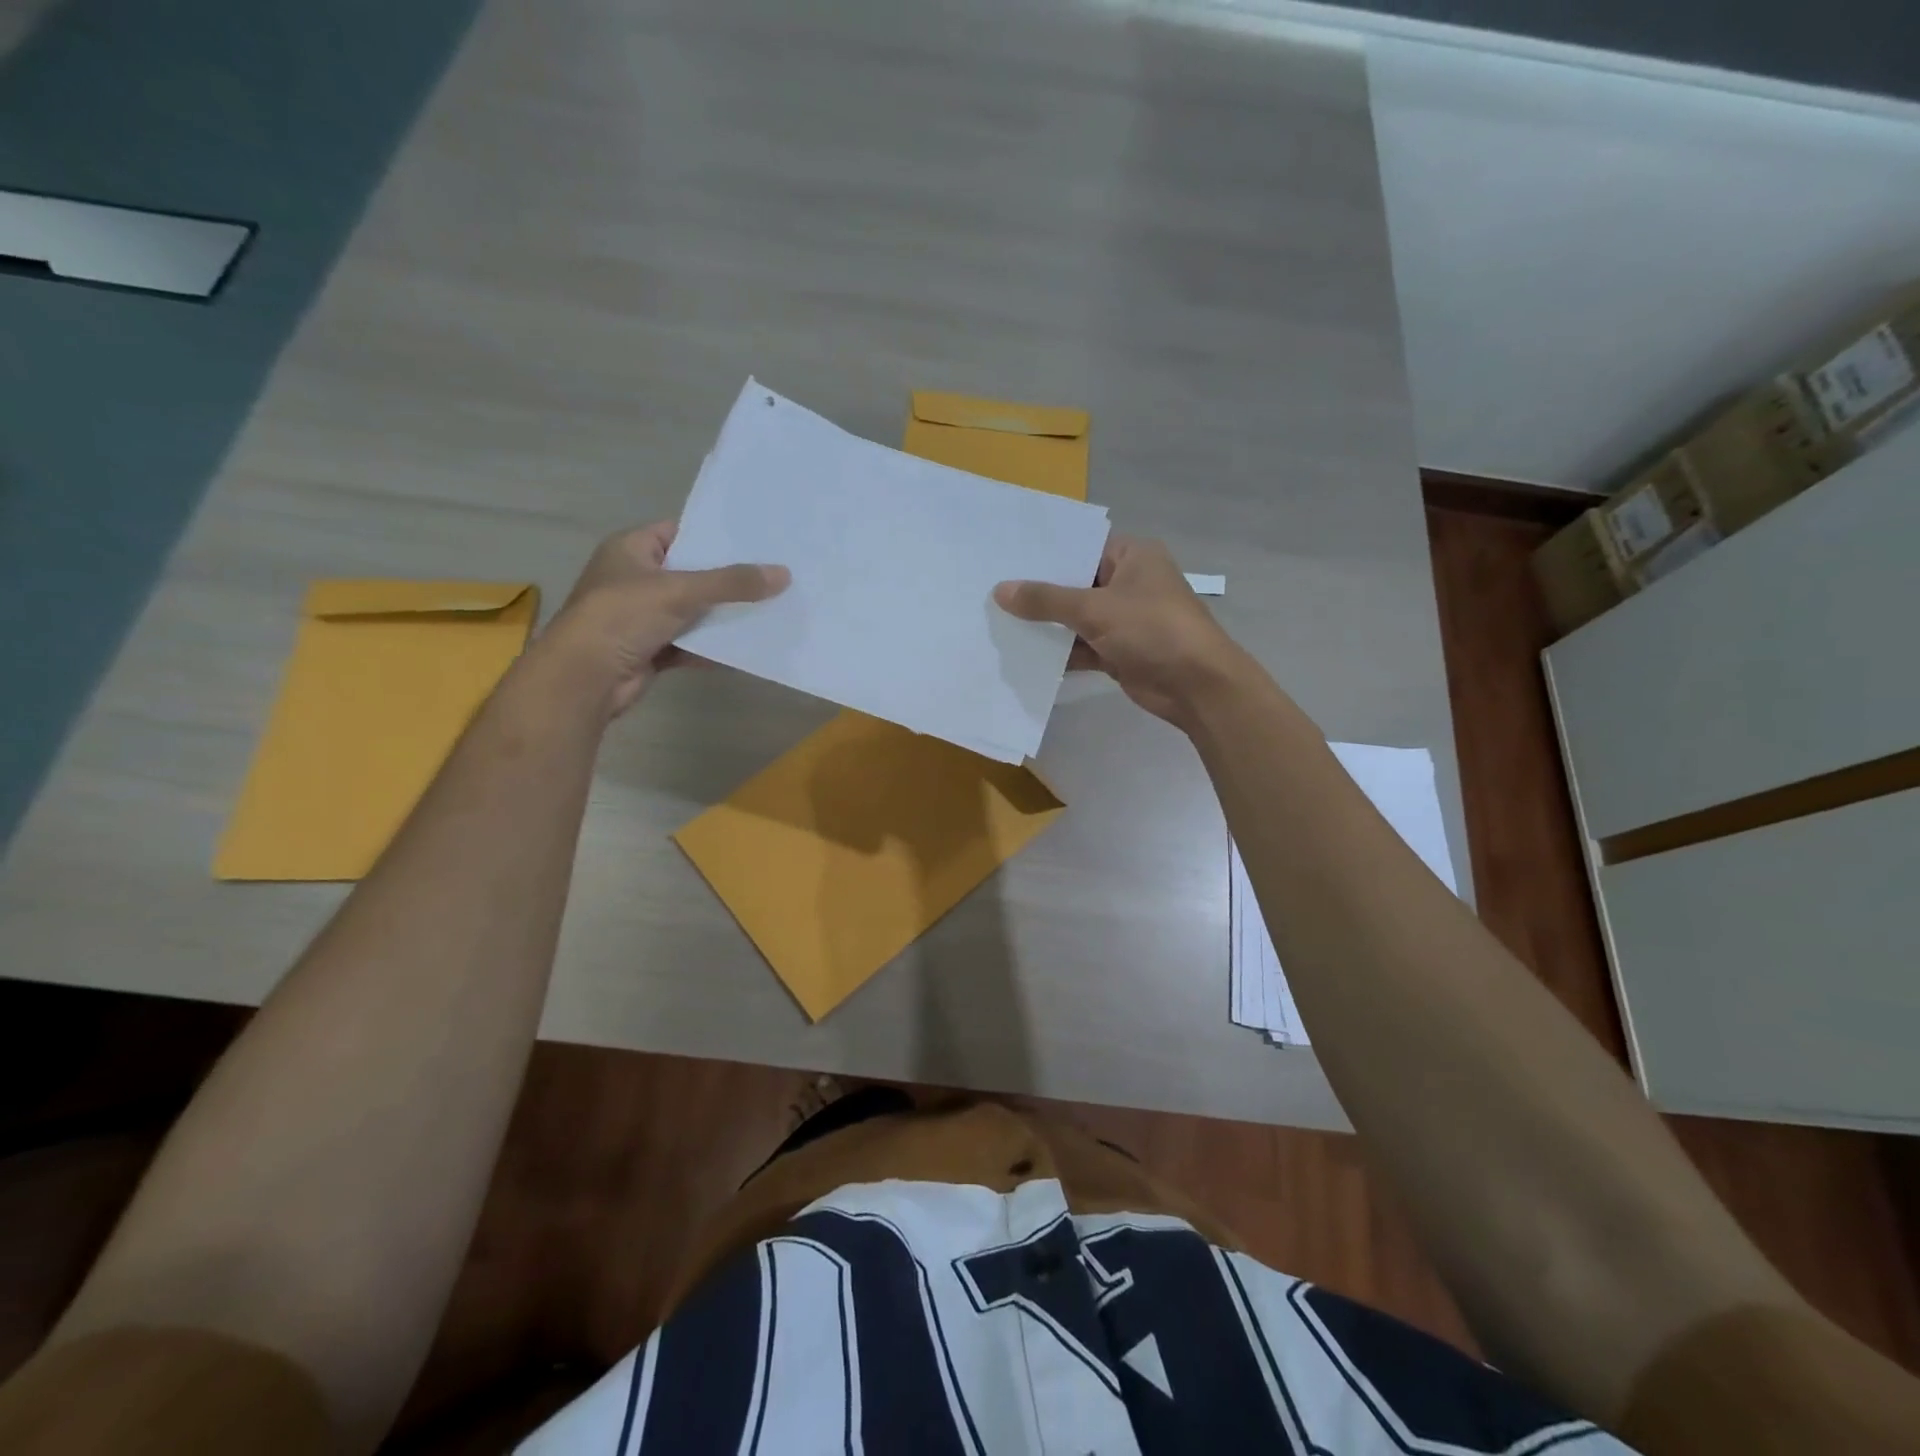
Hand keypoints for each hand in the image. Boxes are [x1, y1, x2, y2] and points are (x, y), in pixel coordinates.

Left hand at [543, 522, 788, 716]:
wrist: (585, 678)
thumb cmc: (622, 617)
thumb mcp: (681, 591)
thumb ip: (733, 583)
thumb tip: (784, 574)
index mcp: (631, 550)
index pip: (679, 532)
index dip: (714, 536)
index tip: (755, 541)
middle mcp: (635, 579)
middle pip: (691, 573)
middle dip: (728, 579)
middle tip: (772, 575)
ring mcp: (642, 616)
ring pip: (692, 611)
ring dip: (723, 615)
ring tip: (769, 609)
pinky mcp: (650, 649)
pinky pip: (689, 643)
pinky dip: (712, 647)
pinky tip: (745, 648)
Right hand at [994, 534, 1250, 726]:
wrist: (1197, 686)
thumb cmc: (1153, 630)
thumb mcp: (1095, 609)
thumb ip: (1046, 600)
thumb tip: (1000, 590)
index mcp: (1132, 556)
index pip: (1082, 546)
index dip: (1046, 553)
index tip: (1005, 556)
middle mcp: (1129, 582)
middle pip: (1076, 583)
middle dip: (1039, 592)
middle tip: (991, 589)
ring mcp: (1125, 619)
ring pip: (1076, 618)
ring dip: (1046, 625)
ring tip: (998, 621)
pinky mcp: (1120, 651)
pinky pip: (1082, 646)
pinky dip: (1060, 652)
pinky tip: (1023, 654)